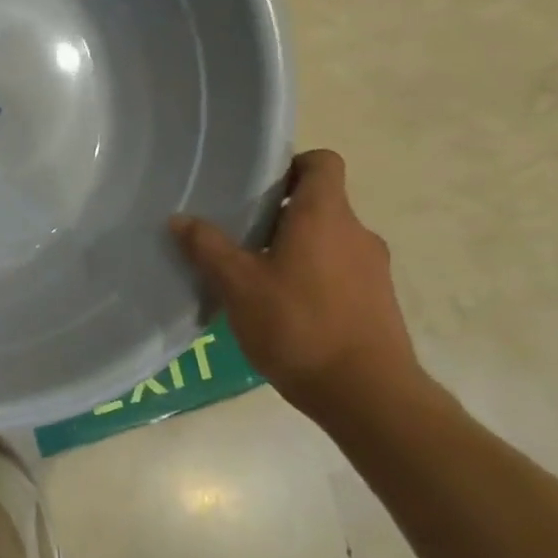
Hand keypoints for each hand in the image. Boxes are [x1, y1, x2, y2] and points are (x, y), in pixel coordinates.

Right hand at [170, 150, 419, 411]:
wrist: (368, 395)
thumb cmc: (298, 326)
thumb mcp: (238, 285)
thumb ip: (208, 247)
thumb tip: (180, 219)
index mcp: (325, 216)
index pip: (321, 162)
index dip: (291, 165)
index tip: (258, 187)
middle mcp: (356, 233)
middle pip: (320, 203)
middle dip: (280, 214)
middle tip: (240, 235)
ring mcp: (373, 269)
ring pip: (328, 240)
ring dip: (295, 248)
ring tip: (257, 277)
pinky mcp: (377, 301)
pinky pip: (340, 271)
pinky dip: (313, 277)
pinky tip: (284, 309)